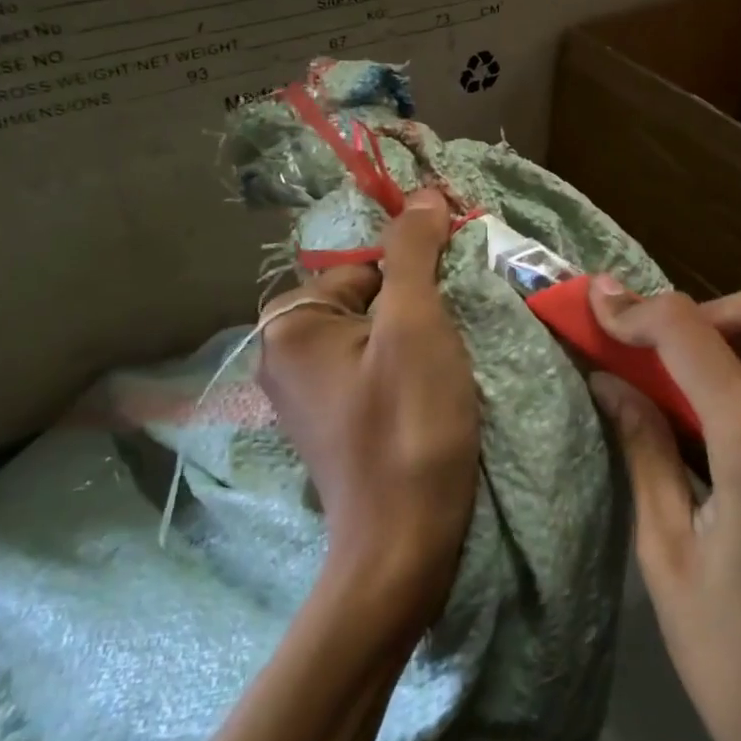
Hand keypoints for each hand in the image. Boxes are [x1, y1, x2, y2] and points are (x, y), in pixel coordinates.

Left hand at [257, 189, 480, 634]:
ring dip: (420, 336)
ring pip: (376, 333)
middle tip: (455, 336)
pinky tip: (435, 391)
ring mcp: (308, 392)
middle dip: (418, 306)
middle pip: (369, 297)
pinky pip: (374, 368)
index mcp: (291, 323)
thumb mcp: (415, 323)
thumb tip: (424, 194)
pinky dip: (407, 368)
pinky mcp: (335, 420)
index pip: (365, 264)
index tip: (455, 294)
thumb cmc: (408, 425)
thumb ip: (414, 251)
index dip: (417, 271)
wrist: (404, 545)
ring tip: (451, 365)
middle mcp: (285, 353)